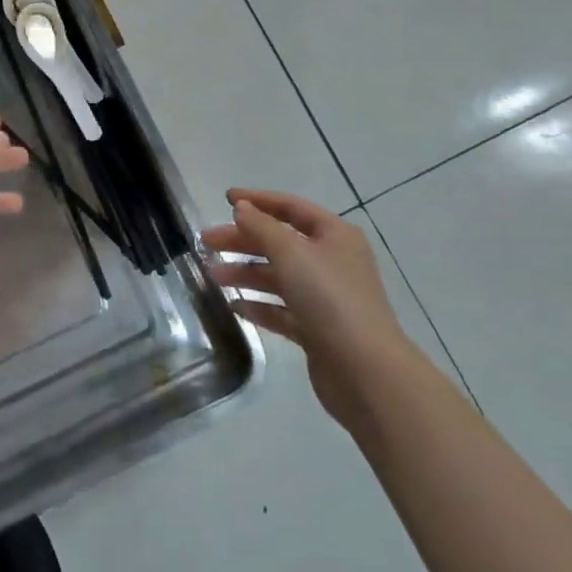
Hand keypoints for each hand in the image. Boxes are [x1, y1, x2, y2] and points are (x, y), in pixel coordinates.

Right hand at [202, 189, 416, 432]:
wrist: (366, 372)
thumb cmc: (329, 298)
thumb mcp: (291, 252)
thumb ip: (261, 226)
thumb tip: (243, 208)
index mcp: (334, 236)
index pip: (291, 207)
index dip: (258, 200)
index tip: (225, 199)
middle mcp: (332, 262)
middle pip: (279, 242)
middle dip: (242, 241)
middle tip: (206, 243)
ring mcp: (326, 298)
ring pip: (277, 277)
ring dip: (245, 273)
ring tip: (212, 276)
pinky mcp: (318, 330)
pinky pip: (281, 310)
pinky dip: (259, 306)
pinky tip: (234, 306)